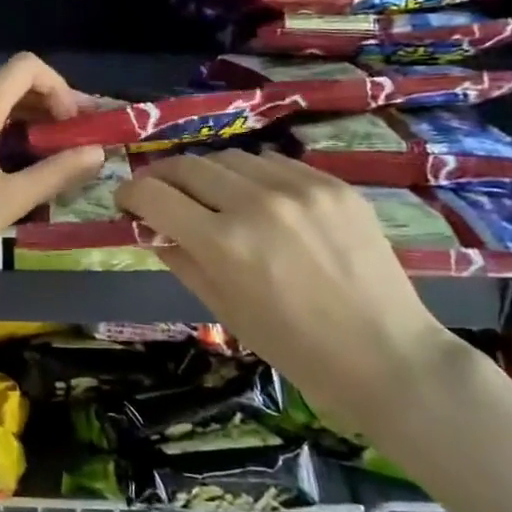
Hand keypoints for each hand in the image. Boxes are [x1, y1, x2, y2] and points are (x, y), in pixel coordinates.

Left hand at [0, 53, 104, 281]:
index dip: (59, 86)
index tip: (71, 124)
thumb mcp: (9, 199)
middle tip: (71, 142)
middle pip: (8, 86)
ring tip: (42, 159)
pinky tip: (1, 169)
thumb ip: (56, 173)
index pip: (26, 67)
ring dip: (21, 123)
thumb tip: (96, 152)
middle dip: (46, 108)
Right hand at [118, 148, 463, 432]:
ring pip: (230, 157)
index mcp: (223, 243)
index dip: (130, 192)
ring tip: (212, 197)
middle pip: (187, 165)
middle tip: (160, 193)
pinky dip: (253, 175)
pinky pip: (274, 163)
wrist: (385, 353)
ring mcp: (299, 188)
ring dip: (208, 174)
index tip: (126, 200)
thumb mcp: (223, 309)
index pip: (153, 194)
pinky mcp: (332, 183)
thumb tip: (150, 227)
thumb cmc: (294, 346)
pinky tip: (259, 199)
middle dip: (163, 177)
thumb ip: (180, 258)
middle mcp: (256, 203)